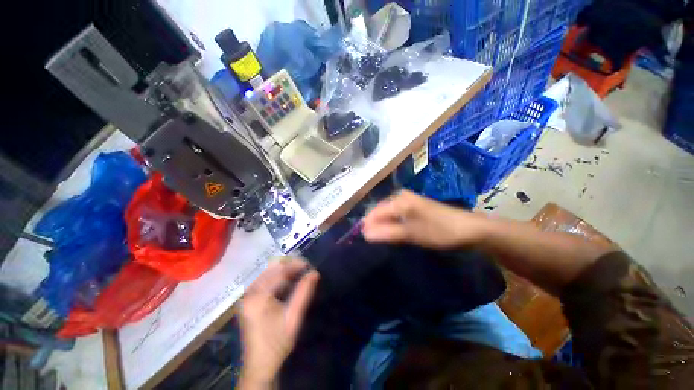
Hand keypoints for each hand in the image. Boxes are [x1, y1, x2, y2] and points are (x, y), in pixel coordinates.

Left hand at [239, 258, 318, 387]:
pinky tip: (288, 282)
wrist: (259, 365)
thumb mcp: (293, 317)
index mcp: (258, 297)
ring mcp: (246, 295)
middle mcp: (249, 292)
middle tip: (305, 268)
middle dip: (290, 265)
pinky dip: (278, 277)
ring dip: (284, 270)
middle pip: (271, 267)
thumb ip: (304, 293)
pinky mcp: (248, 299)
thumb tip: (314, 273)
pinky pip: (264, 279)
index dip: (296, 265)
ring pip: (267, 271)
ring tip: (299, 273)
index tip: (309, 266)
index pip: (279, 271)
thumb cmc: (277, 343)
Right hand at [362, 190, 489, 248]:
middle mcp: (401, 196)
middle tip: (372, 240)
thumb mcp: (411, 234)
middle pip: (380, 210)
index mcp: (399, 200)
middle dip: (374, 224)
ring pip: (388, 212)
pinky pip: (397, 213)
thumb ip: (387, 233)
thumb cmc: (438, 230)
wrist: (468, 228)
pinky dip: (392, 222)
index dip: (368, 225)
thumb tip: (365, 234)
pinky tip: (393, 230)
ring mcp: (408, 199)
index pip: (375, 212)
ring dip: (383, 224)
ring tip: (380, 237)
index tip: (363, 239)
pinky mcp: (415, 205)